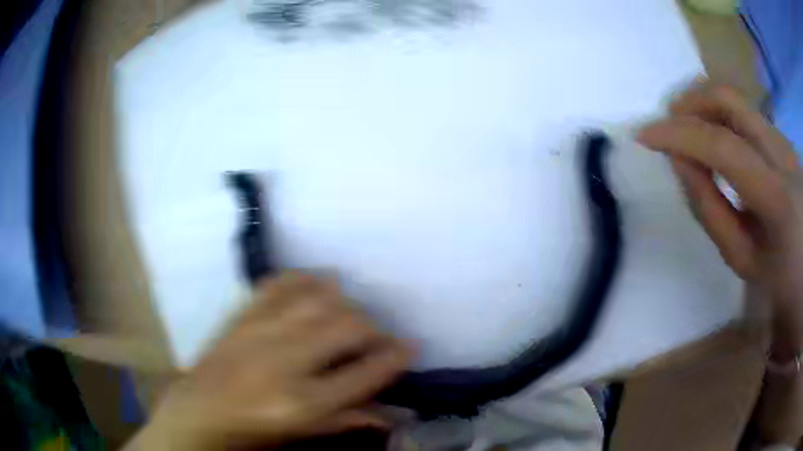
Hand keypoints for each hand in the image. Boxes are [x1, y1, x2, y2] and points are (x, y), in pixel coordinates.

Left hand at [129, 272, 413, 449]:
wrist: (198, 410)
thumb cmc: (253, 431)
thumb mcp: (304, 434)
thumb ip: (348, 420)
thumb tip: (391, 412)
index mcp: (302, 402)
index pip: (365, 373)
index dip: (396, 356)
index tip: (411, 347)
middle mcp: (284, 363)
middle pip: (346, 327)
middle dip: (373, 328)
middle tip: (378, 336)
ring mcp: (260, 333)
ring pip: (317, 300)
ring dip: (344, 302)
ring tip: (350, 314)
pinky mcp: (242, 316)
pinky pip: (278, 284)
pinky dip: (304, 278)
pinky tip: (319, 283)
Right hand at [637, 83, 802, 351]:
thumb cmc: (780, 279)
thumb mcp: (743, 260)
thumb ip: (710, 210)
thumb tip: (681, 162)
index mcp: (776, 197)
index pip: (722, 146)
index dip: (679, 134)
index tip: (645, 136)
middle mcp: (782, 154)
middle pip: (730, 99)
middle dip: (691, 101)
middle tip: (668, 120)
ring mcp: (783, 140)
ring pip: (738, 100)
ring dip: (705, 104)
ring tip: (688, 127)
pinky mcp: (783, 138)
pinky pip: (747, 113)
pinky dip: (723, 115)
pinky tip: (716, 137)